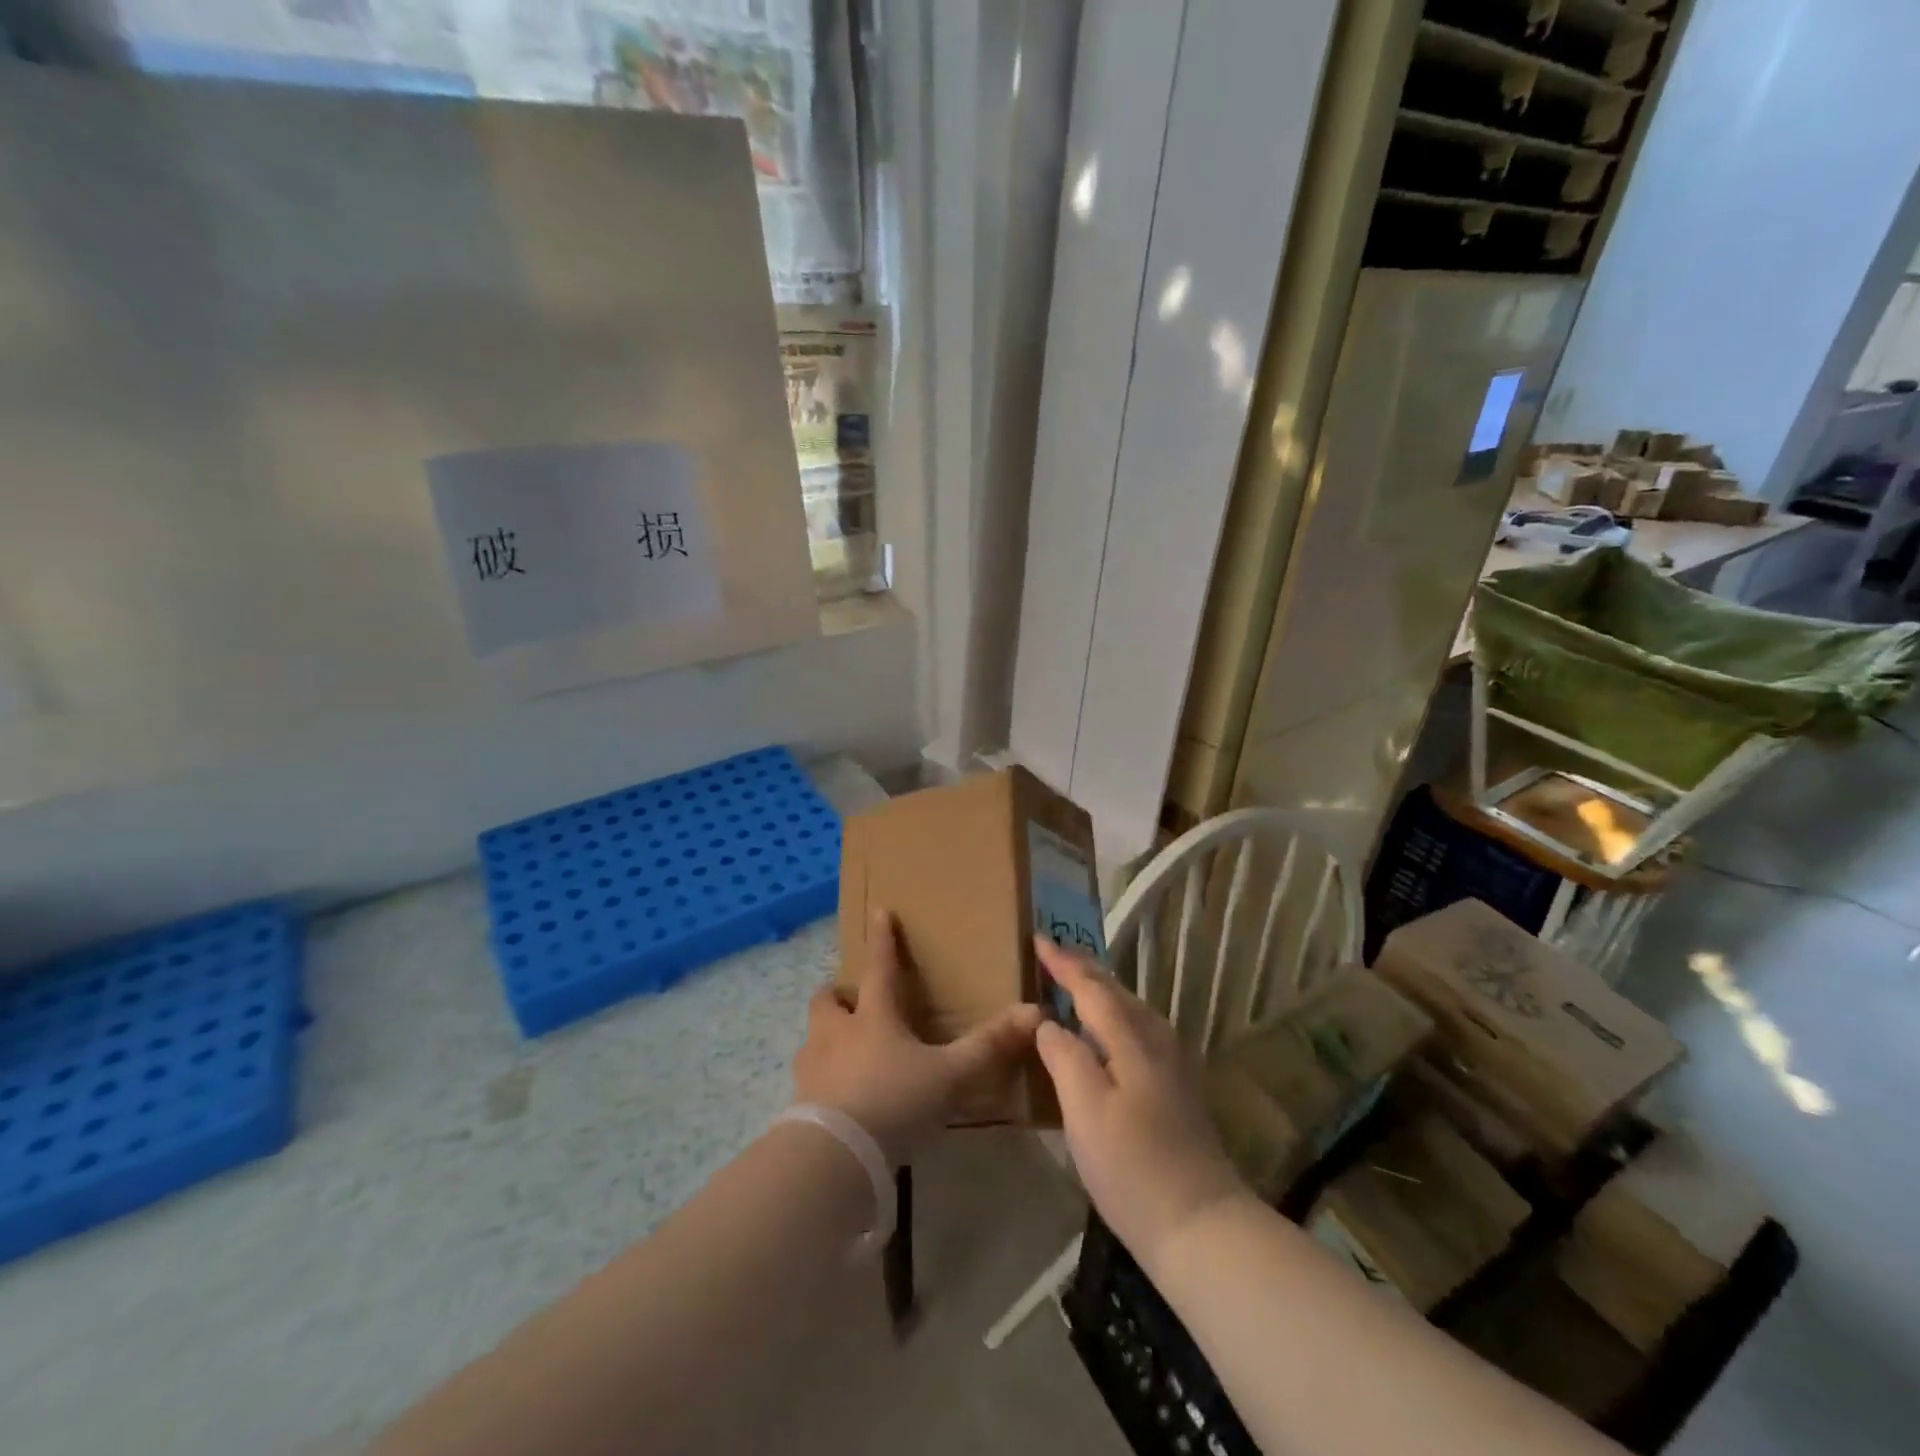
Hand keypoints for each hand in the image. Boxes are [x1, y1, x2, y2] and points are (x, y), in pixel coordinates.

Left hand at [794, 909, 1042, 1166]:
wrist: (834, 1154)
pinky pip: (808, 1080)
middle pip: (827, 1000)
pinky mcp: (798, 1103)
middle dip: (838, 995)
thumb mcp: (949, 1075)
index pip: (879, 968)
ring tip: (844, 1054)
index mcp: (873, 1017)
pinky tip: (837, 1101)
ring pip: (813, 1038)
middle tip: (853, 1003)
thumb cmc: (894, 1100)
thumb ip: (988, 1046)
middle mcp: (836, 1034)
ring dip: (826, 1038)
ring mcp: (812, 1068)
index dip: (882, 940)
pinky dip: (821, 1081)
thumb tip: (1034, 1012)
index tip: (879, 912)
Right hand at [1033, 938, 1249, 1272]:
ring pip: (1132, 1008)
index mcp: (1132, 1039)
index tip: (1038, 940)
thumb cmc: (1133, 1167)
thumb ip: (1064, 1057)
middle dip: (1084, 968)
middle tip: (1054, 951)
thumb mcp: (1085, 1110)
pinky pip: (1140, 1028)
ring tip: (1076, 980)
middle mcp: (1158, 1040)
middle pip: (1116, 991)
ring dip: (1101, 989)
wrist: (1201, 1226)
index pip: (1092, 988)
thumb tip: (1049, 1022)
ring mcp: (1174, 1064)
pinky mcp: (1178, 1087)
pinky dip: (1116, 1014)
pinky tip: (1108, 1030)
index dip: (1064, 964)